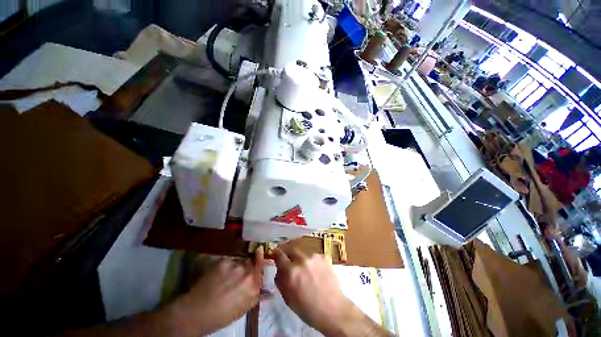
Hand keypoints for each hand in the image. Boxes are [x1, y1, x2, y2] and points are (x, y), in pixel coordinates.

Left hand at [172, 248, 264, 334]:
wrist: (196, 312)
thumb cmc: (221, 315)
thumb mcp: (243, 309)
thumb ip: (255, 294)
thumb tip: (265, 287)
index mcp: (253, 287)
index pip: (261, 265)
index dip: (260, 257)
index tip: (259, 250)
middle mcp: (247, 273)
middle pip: (250, 261)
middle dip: (247, 265)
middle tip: (238, 273)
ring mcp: (235, 266)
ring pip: (238, 261)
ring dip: (235, 267)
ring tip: (225, 277)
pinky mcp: (223, 262)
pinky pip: (228, 261)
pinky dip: (225, 267)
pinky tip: (217, 276)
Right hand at [272, 248, 350, 332]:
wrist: (333, 310)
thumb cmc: (307, 309)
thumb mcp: (288, 298)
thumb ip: (281, 280)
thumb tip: (279, 269)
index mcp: (291, 271)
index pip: (279, 254)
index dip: (276, 253)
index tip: (275, 253)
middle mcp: (302, 260)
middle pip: (291, 249)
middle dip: (289, 254)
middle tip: (291, 262)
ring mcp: (314, 257)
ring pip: (304, 253)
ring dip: (302, 260)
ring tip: (308, 272)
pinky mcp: (324, 257)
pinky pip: (314, 257)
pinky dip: (313, 262)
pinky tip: (318, 272)